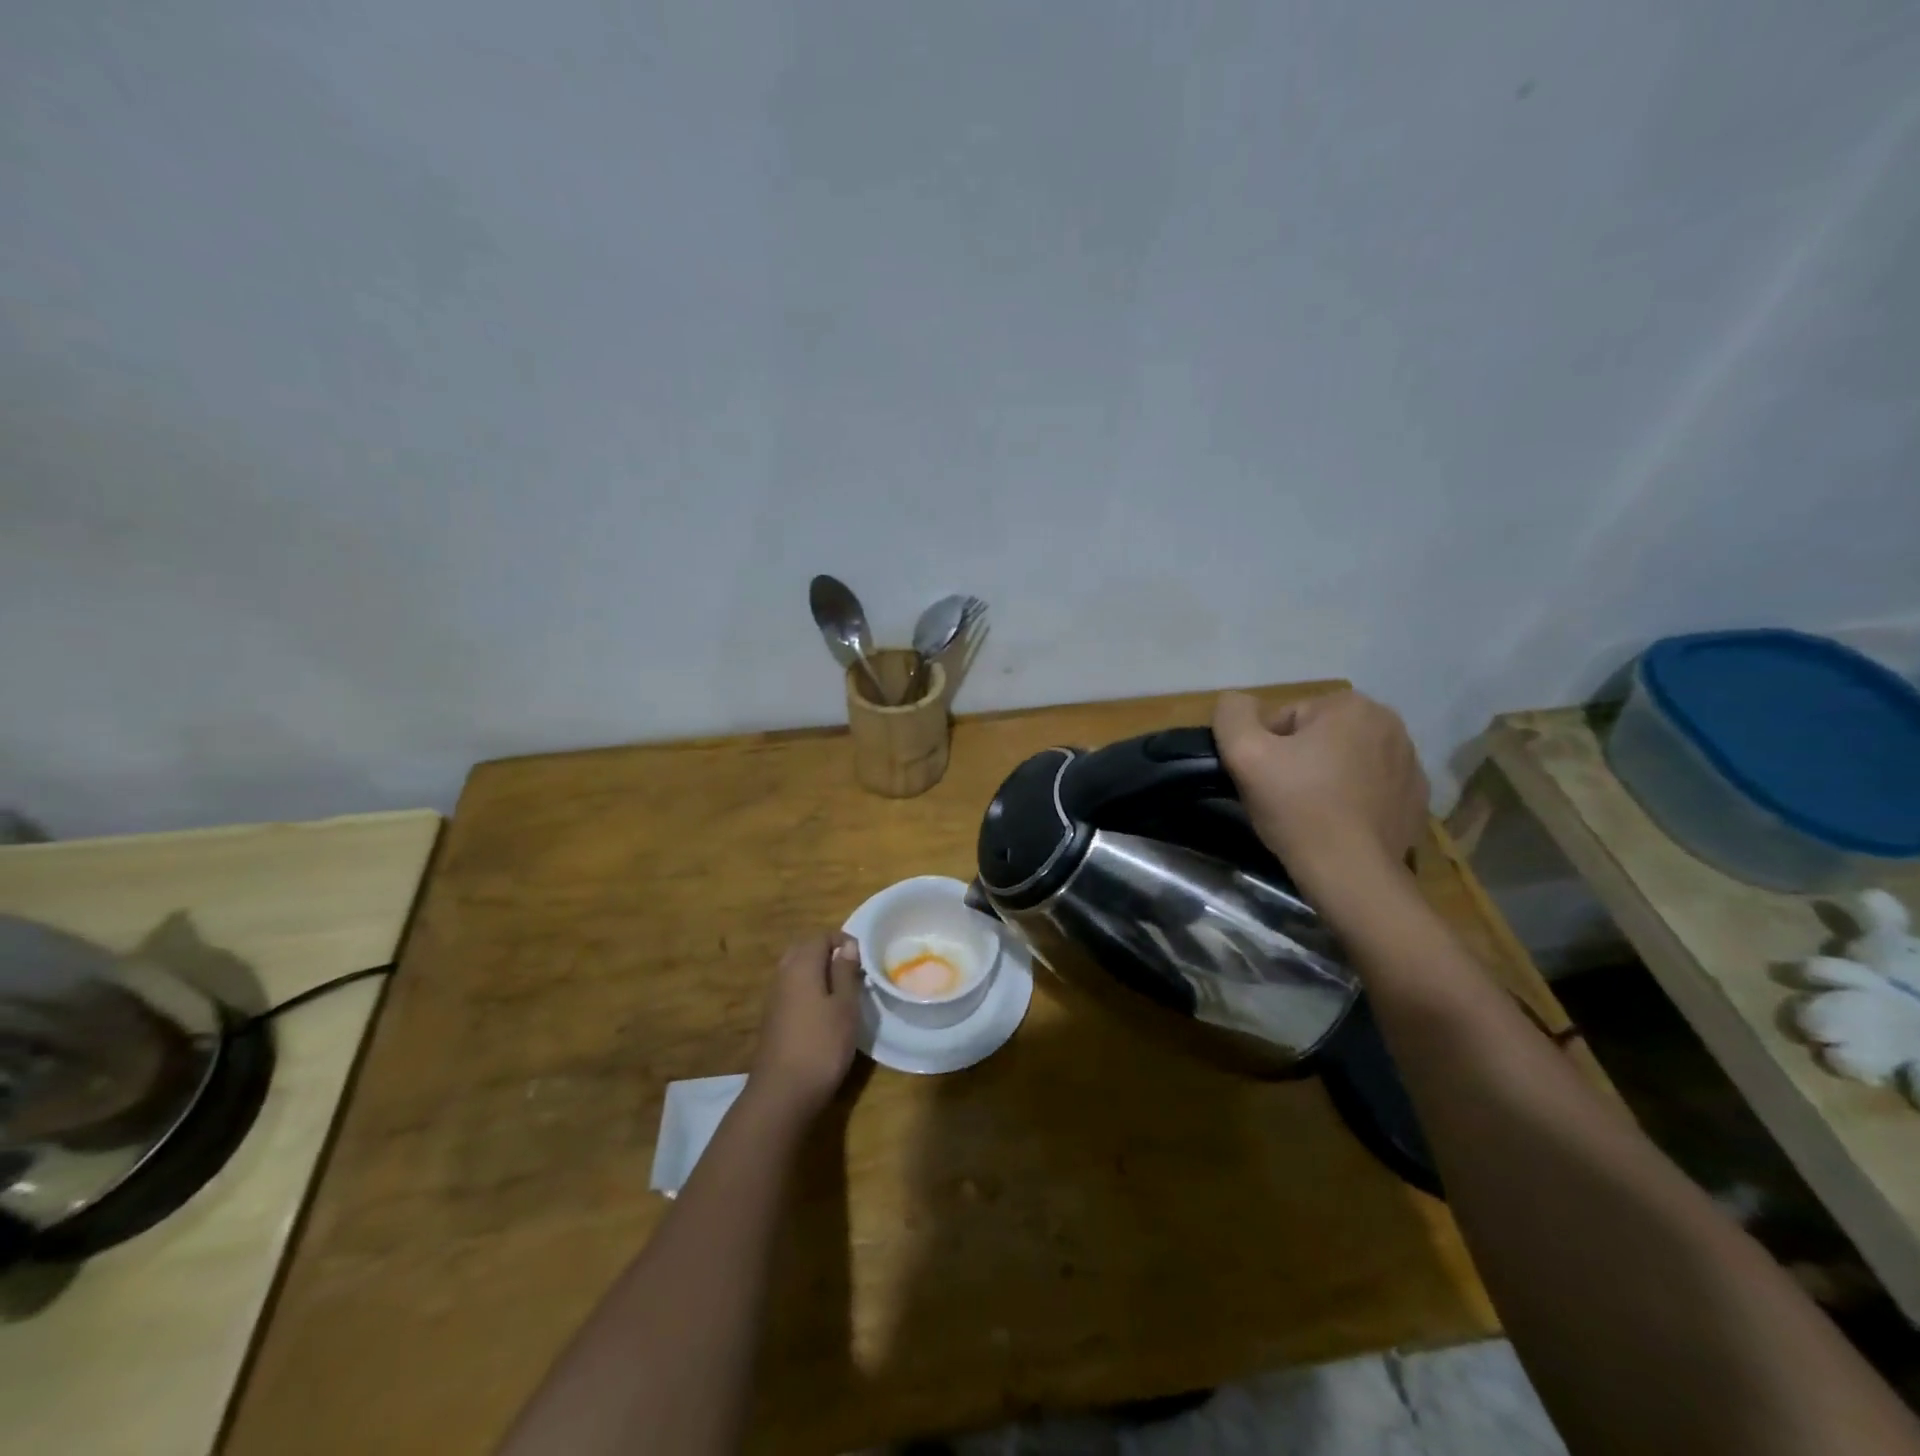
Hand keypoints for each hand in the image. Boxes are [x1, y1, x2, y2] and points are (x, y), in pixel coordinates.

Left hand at [748, 932, 862, 1118]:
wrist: (782, 1093)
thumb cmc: (821, 1045)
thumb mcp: (844, 1006)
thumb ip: (845, 972)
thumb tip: (847, 945)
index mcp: (801, 966)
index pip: (821, 937)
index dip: (843, 941)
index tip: (863, 958)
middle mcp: (783, 975)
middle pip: (805, 950)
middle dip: (828, 953)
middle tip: (853, 970)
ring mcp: (774, 998)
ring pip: (796, 970)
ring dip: (818, 972)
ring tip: (842, 991)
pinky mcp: (772, 1019)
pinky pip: (792, 990)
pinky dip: (808, 989)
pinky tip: (824, 1011)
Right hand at [1212, 689, 1428, 889]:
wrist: (1351, 873)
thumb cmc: (1297, 807)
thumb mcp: (1244, 754)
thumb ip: (1232, 715)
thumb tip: (1236, 702)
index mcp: (1351, 705)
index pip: (1286, 717)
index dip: (1266, 749)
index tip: (1264, 779)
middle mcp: (1390, 724)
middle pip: (1318, 736)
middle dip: (1298, 760)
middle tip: (1283, 796)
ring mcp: (1410, 763)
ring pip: (1346, 760)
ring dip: (1325, 777)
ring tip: (1310, 812)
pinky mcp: (1416, 798)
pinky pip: (1371, 786)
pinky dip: (1353, 798)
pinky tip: (1338, 823)